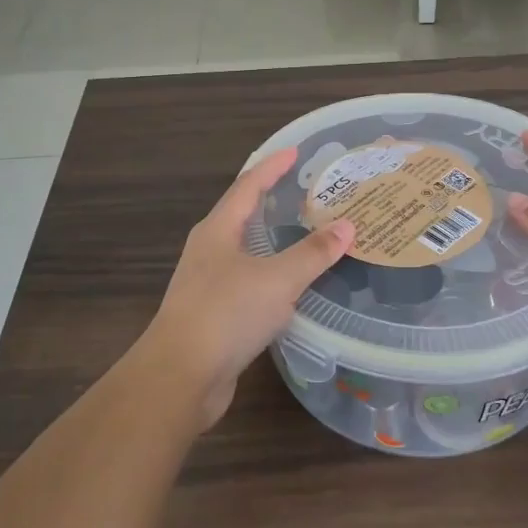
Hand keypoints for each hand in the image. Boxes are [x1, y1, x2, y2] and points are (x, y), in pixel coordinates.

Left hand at [136, 146, 354, 427]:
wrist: (180, 376)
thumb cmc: (226, 314)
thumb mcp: (277, 279)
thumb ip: (313, 253)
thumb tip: (347, 226)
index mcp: (218, 230)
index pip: (248, 186)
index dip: (272, 167)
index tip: (294, 151)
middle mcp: (209, 250)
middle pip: (242, 214)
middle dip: (270, 199)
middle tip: (304, 191)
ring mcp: (208, 282)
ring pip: (245, 250)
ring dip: (271, 239)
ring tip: (302, 232)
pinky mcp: (213, 313)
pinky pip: (248, 281)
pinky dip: (270, 273)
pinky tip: (289, 285)